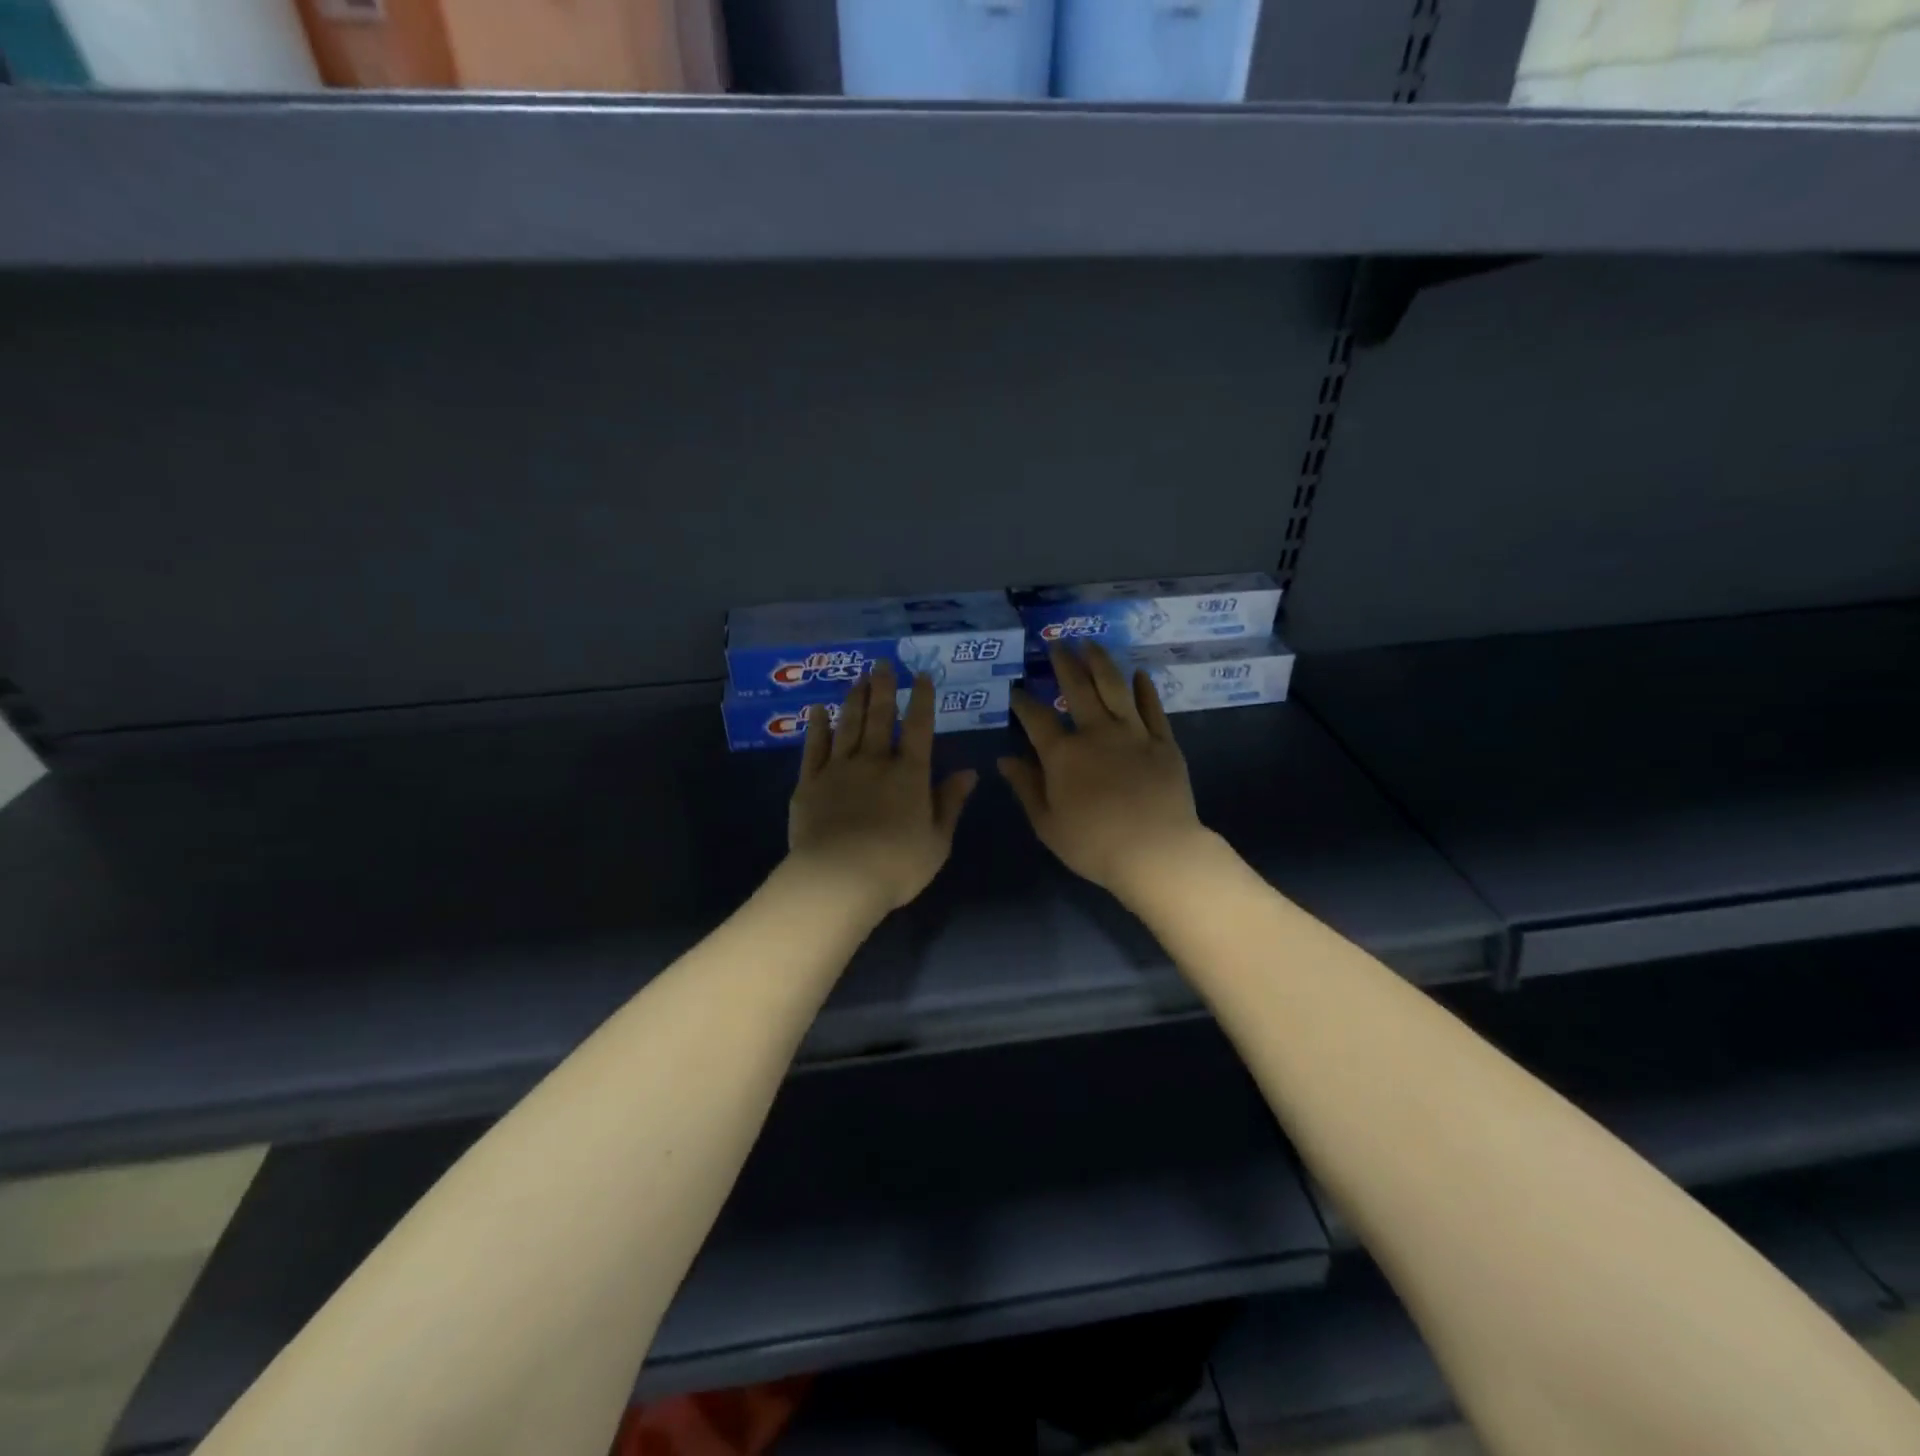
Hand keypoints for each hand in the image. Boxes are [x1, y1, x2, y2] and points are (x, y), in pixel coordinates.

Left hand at [787, 663, 978, 913]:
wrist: (838, 879)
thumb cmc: (896, 866)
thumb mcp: (937, 840)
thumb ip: (950, 802)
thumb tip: (970, 772)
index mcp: (910, 775)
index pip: (920, 729)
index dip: (923, 700)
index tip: (922, 677)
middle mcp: (875, 762)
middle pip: (880, 717)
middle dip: (884, 688)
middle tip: (883, 664)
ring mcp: (839, 769)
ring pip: (848, 725)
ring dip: (854, 699)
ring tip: (858, 679)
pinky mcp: (810, 782)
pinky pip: (814, 747)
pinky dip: (817, 726)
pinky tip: (818, 710)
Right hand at [1000, 643, 1210, 901]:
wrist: (1156, 851)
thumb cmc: (1094, 845)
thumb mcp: (1047, 824)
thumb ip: (1026, 787)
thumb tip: (1005, 759)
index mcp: (1062, 754)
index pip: (1036, 718)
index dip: (1022, 701)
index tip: (1015, 688)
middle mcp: (1096, 732)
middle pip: (1077, 688)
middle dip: (1064, 663)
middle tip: (1056, 643)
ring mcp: (1133, 733)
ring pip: (1114, 687)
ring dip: (1101, 662)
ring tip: (1091, 643)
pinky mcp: (1163, 742)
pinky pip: (1152, 708)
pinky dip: (1145, 689)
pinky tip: (1139, 674)